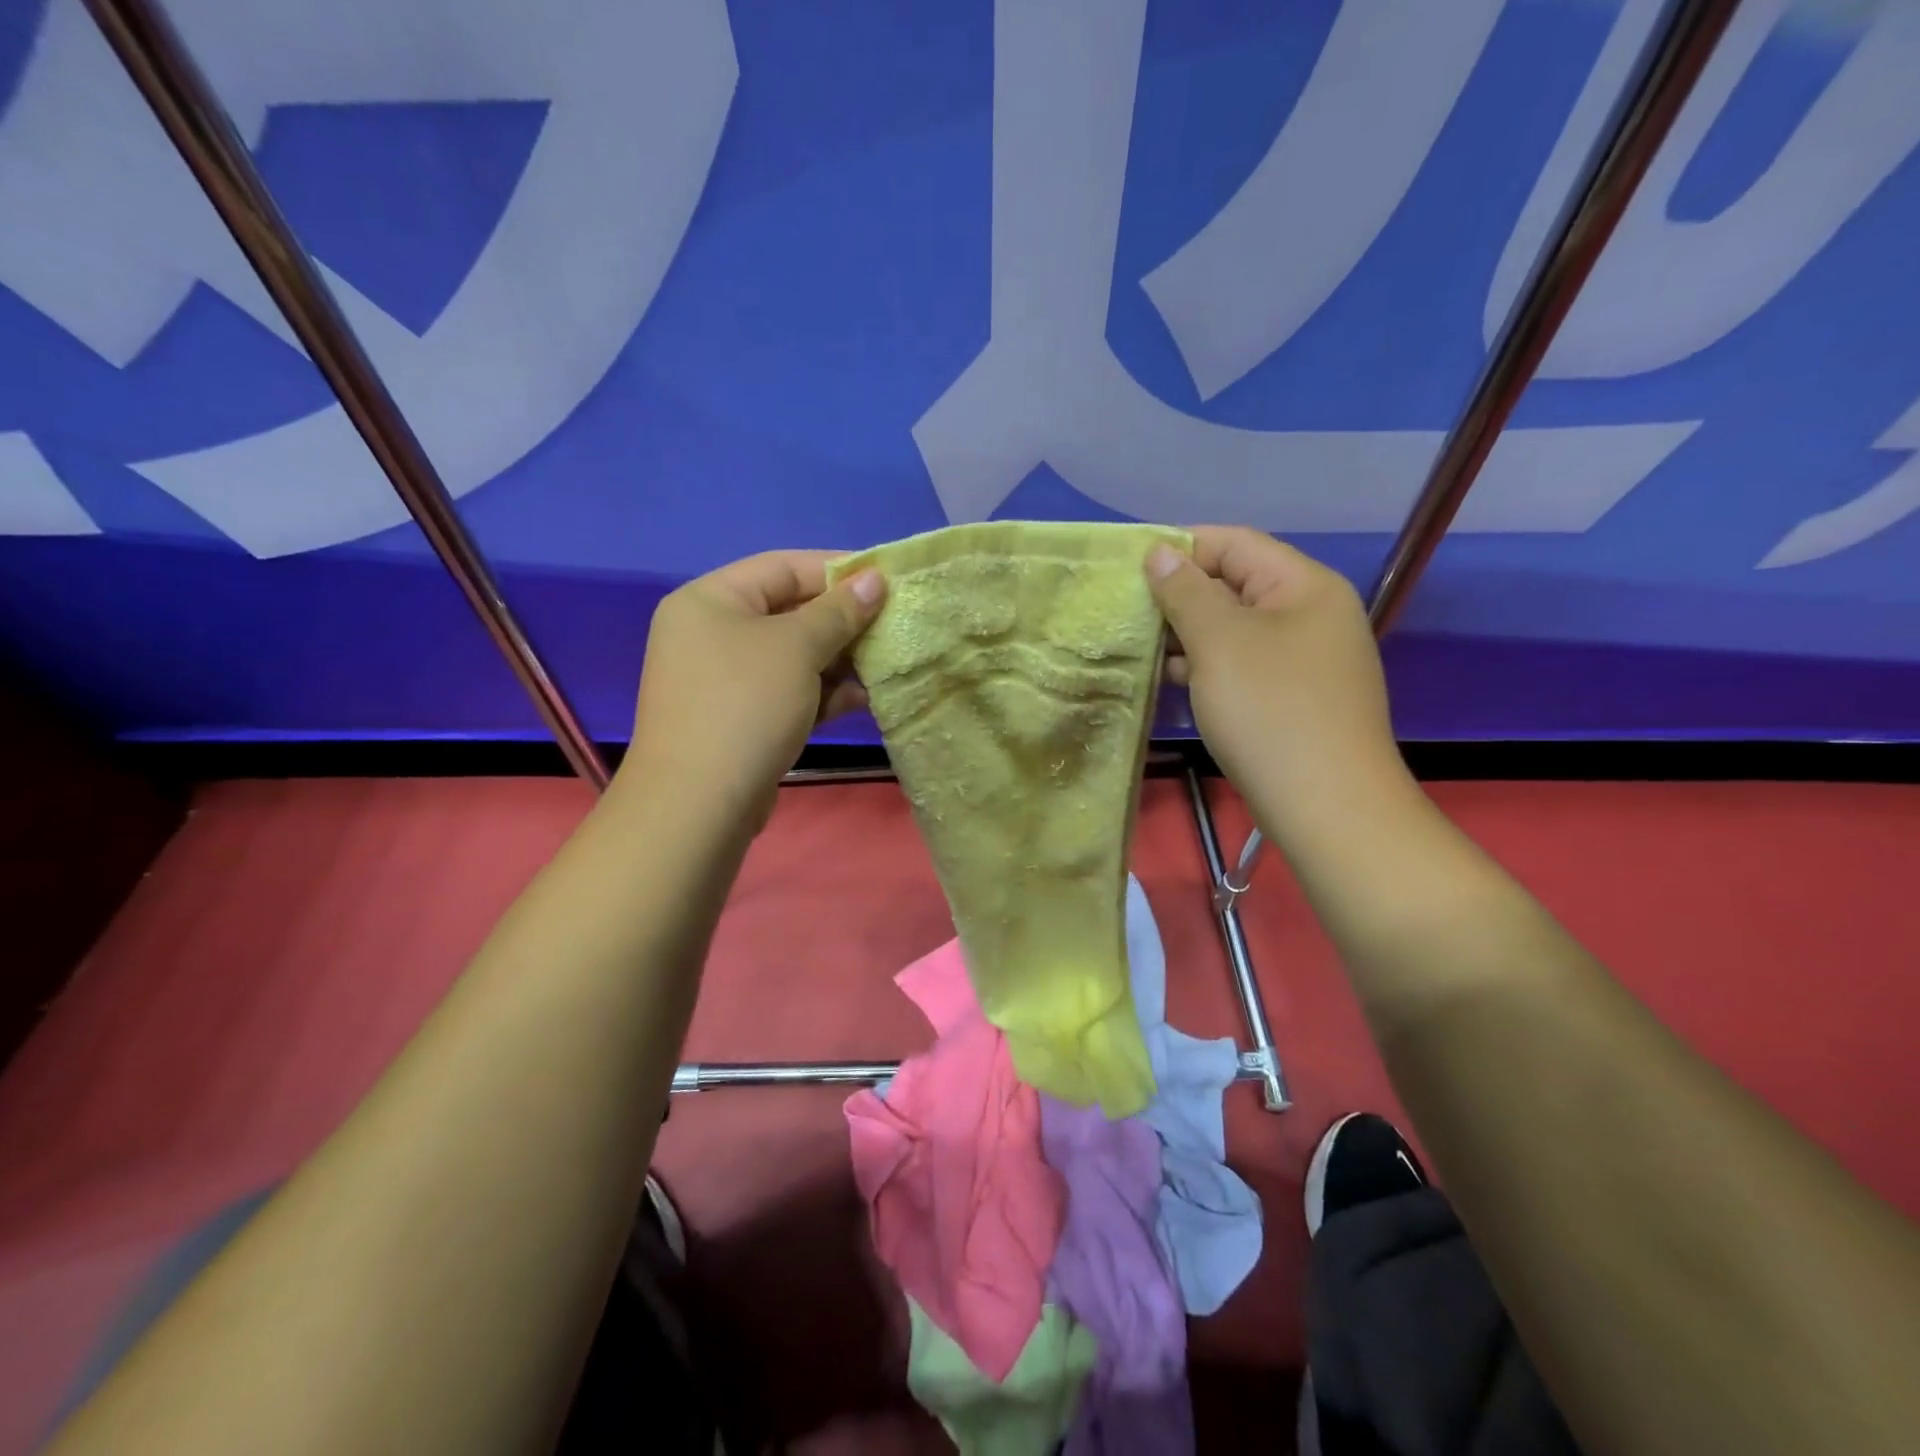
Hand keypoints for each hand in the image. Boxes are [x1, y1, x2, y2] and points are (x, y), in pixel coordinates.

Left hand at [624, 551, 885, 824]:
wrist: (700, 803)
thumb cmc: (746, 705)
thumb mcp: (797, 648)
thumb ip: (839, 611)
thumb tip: (875, 579)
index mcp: (710, 600)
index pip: (782, 567)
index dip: (837, 569)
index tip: (886, 580)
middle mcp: (711, 633)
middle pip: (789, 611)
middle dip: (843, 621)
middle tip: (892, 625)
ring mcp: (724, 680)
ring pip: (793, 656)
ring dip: (840, 660)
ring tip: (885, 663)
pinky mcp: (741, 718)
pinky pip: (788, 691)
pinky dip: (823, 692)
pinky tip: (863, 699)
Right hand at [1146, 526, 1406, 820]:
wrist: (1326, 806)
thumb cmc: (1271, 711)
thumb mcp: (1220, 642)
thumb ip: (1186, 592)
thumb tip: (1160, 551)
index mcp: (1303, 586)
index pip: (1235, 543)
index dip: (1181, 547)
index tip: (1128, 566)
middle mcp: (1309, 614)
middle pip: (1234, 585)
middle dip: (1177, 594)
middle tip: (1123, 609)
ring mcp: (1302, 660)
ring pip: (1233, 630)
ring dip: (1184, 634)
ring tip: (1134, 644)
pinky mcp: (1289, 698)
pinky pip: (1239, 665)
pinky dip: (1203, 666)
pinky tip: (1165, 678)